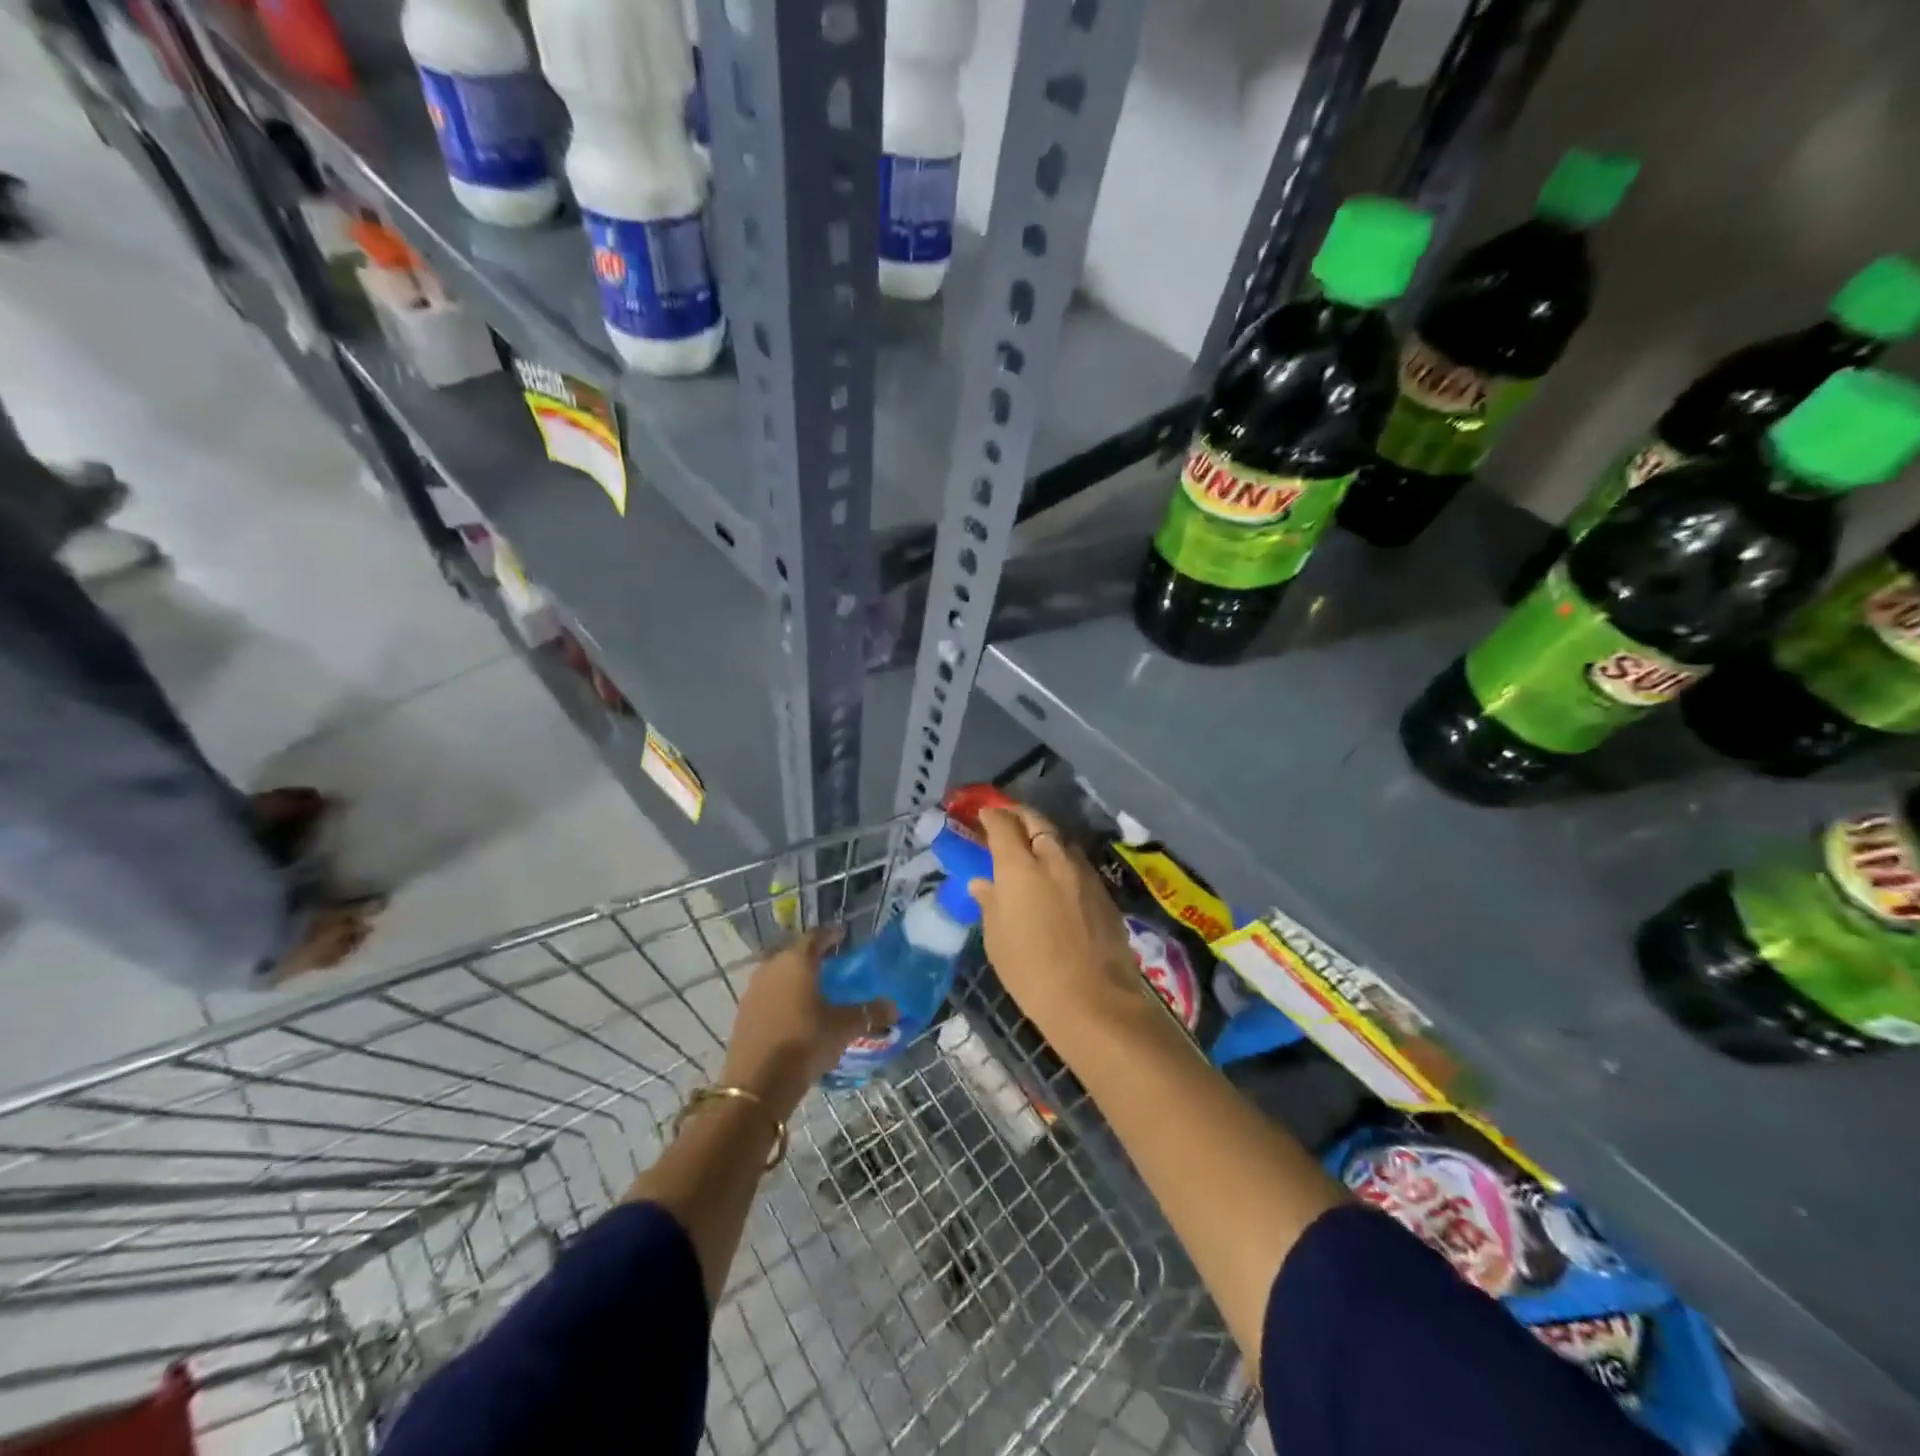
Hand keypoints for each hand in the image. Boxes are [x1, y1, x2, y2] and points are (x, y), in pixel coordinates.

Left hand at [721, 928, 894, 1114]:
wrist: (757, 1083)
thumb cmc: (805, 1041)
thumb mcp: (844, 1027)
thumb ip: (869, 1013)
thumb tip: (894, 1006)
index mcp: (797, 961)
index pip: (815, 936)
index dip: (830, 934)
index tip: (842, 934)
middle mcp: (772, 968)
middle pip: (794, 953)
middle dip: (813, 956)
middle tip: (832, 962)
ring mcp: (754, 991)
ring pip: (779, 974)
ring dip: (796, 977)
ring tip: (815, 988)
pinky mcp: (744, 1014)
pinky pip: (769, 995)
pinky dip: (784, 997)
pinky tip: (796, 1012)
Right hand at [970, 805, 1145, 1040]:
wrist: (1093, 999)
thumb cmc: (1030, 972)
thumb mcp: (997, 939)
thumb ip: (990, 903)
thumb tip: (983, 883)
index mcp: (1018, 867)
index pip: (1003, 825)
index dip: (991, 816)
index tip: (984, 814)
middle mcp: (1052, 859)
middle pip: (1036, 821)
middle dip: (1019, 816)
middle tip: (1008, 819)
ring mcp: (1082, 872)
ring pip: (1060, 840)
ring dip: (1044, 836)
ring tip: (1033, 847)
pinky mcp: (1103, 890)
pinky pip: (1077, 863)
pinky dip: (1062, 860)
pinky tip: (1058, 877)